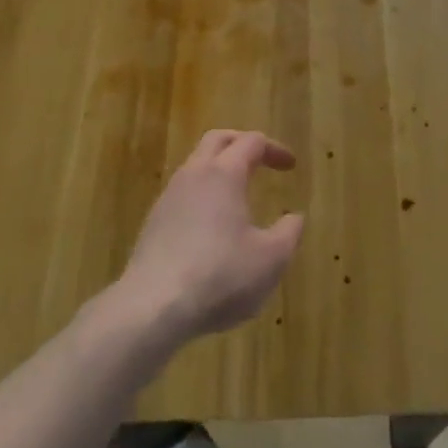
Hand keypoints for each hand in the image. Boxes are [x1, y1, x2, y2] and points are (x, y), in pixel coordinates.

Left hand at [115, 130, 304, 344]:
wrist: (152, 307)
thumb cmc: (220, 277)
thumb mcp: (270, 260)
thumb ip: (288, 234)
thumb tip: (295, 217)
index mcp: (224, 173)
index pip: (252, 142)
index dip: (274, 149)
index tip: (291, 166)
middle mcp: (194, 174)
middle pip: (217, 140)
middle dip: (242, 143)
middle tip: (261, 160)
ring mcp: (169, 196)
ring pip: (196, 165)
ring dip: (219, 169)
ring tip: (237, 194)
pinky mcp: (153, 222)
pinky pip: (182, 193)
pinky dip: (202, 195)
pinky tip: (211, 226)